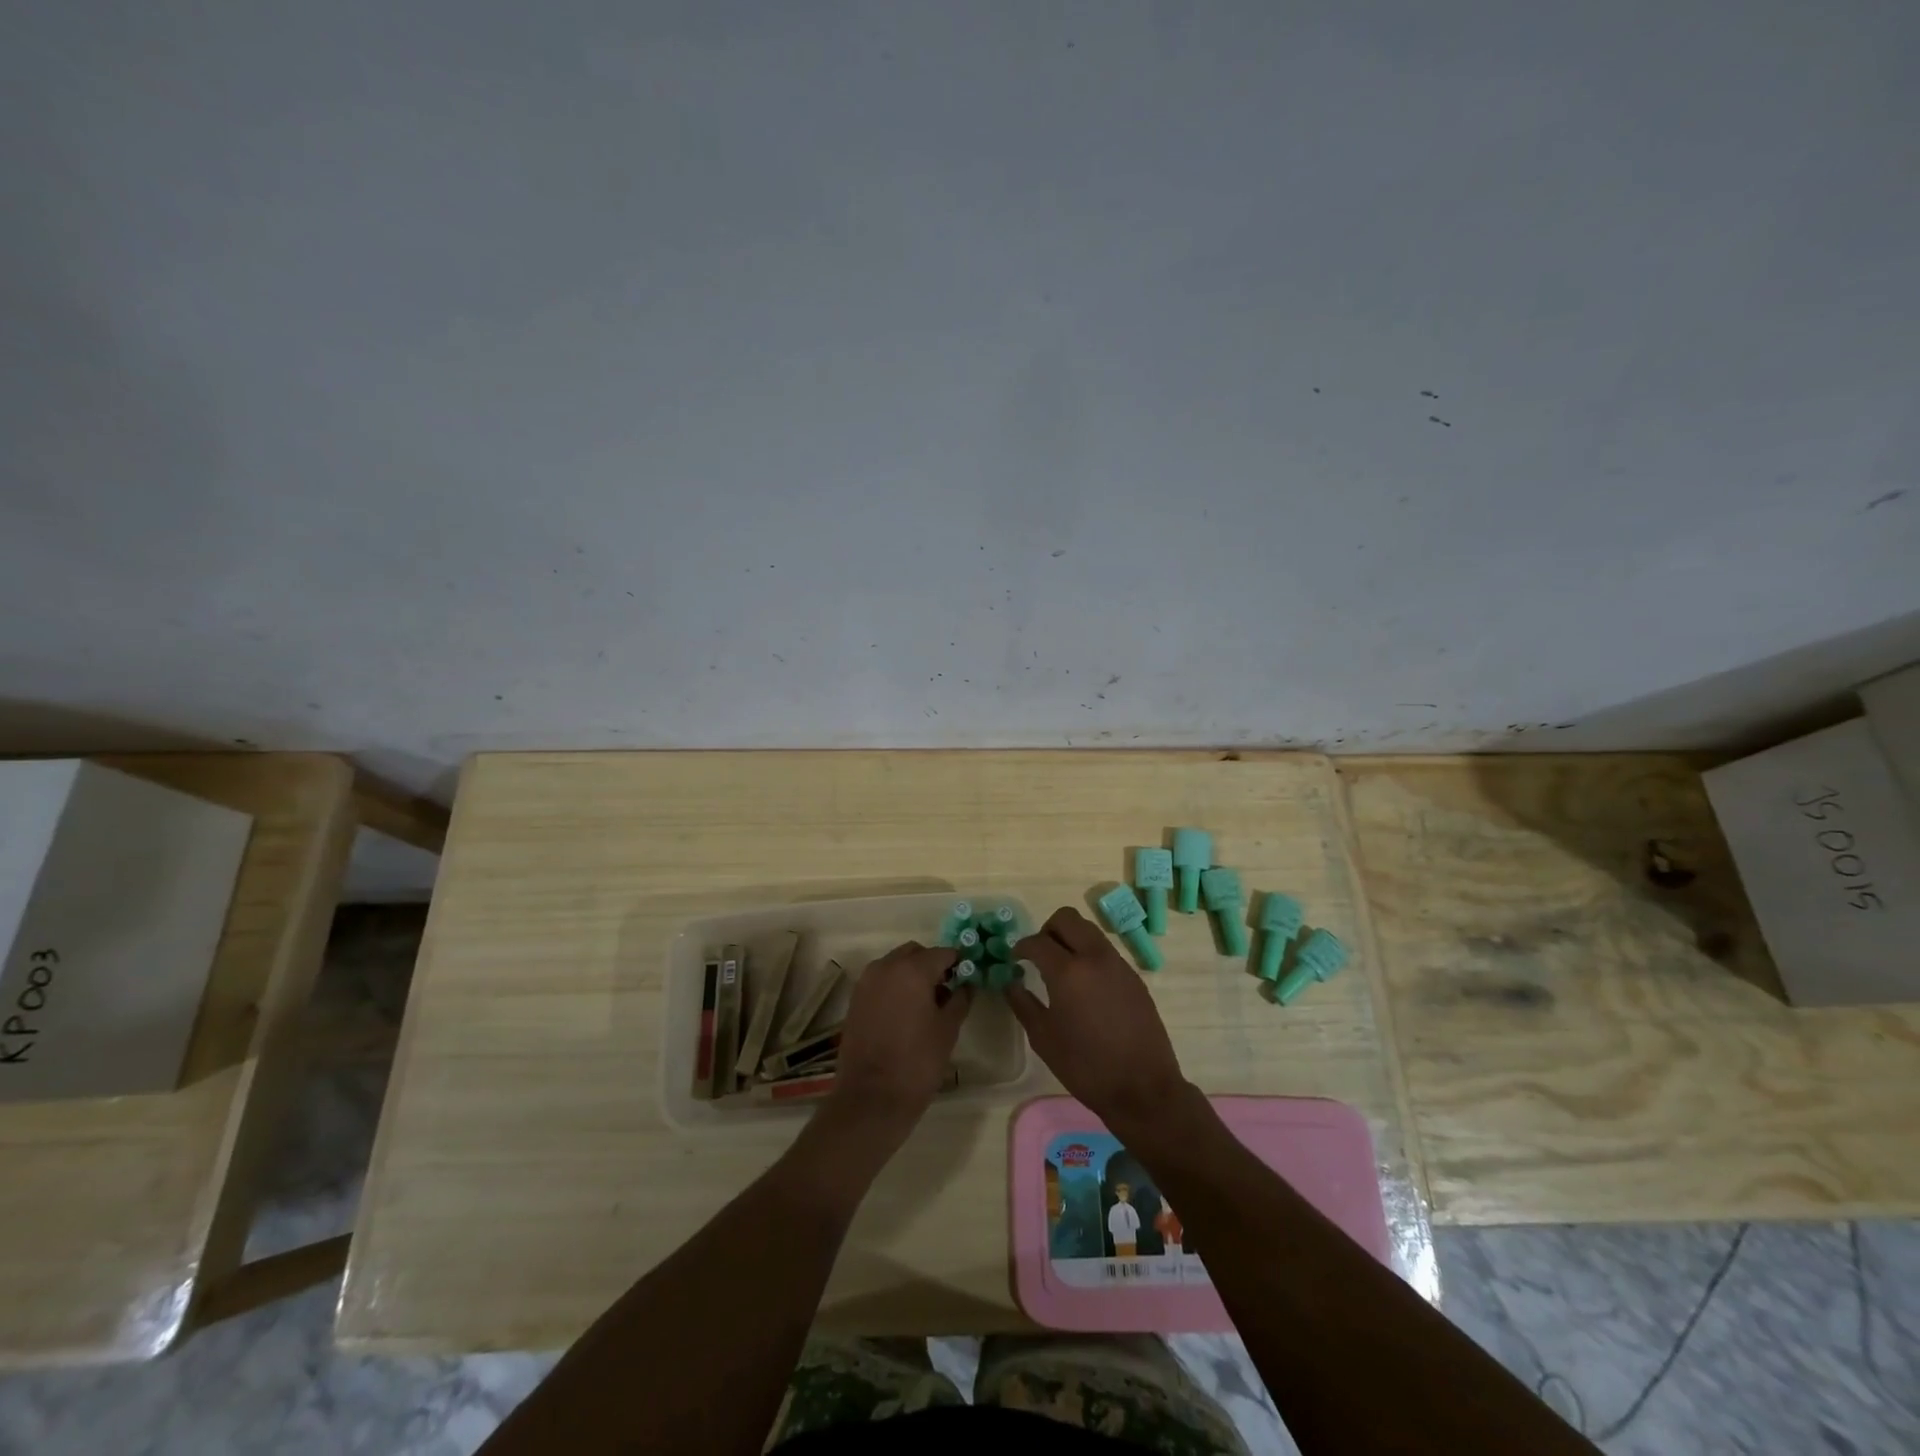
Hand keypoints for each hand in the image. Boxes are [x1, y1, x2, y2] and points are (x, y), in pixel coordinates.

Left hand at [828, 941, 970, 1137]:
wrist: (871, 1098)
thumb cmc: (917, 1062)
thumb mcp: (948, 1029)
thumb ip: (960, 999)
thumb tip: (966, 984)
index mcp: (912, 969)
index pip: (943, 953)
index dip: (959, 963)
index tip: (968, 977)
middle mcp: (886, 966)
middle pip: (916, 953)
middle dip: (932, 965)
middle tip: (947, 990)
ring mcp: (867, 982)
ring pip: (896, 964)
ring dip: (912, 974)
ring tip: (926, 1004)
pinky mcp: (855, 999)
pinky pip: (881, 980)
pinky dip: (895, 986)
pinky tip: (905, 1013)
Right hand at [1007, 907, 1191, 1137]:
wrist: (1143, 1088)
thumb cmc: (1086, 1067)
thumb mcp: (1044, 1038)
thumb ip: (1022, 1003)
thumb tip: (1010, 982)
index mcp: (1068, 971)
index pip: (1037, 941)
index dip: (1021, 947)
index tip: (1015, 959)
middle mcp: (1094, 957)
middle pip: (1066, 918)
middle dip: (1047, 930)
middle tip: (1039, 955)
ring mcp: (1118, 964)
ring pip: (1089, 931)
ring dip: (1070, 939)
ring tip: (1061, 969)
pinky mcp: (1134, 977)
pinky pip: (1105, 951)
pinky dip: (1089, 955)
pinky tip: (1085, 987)